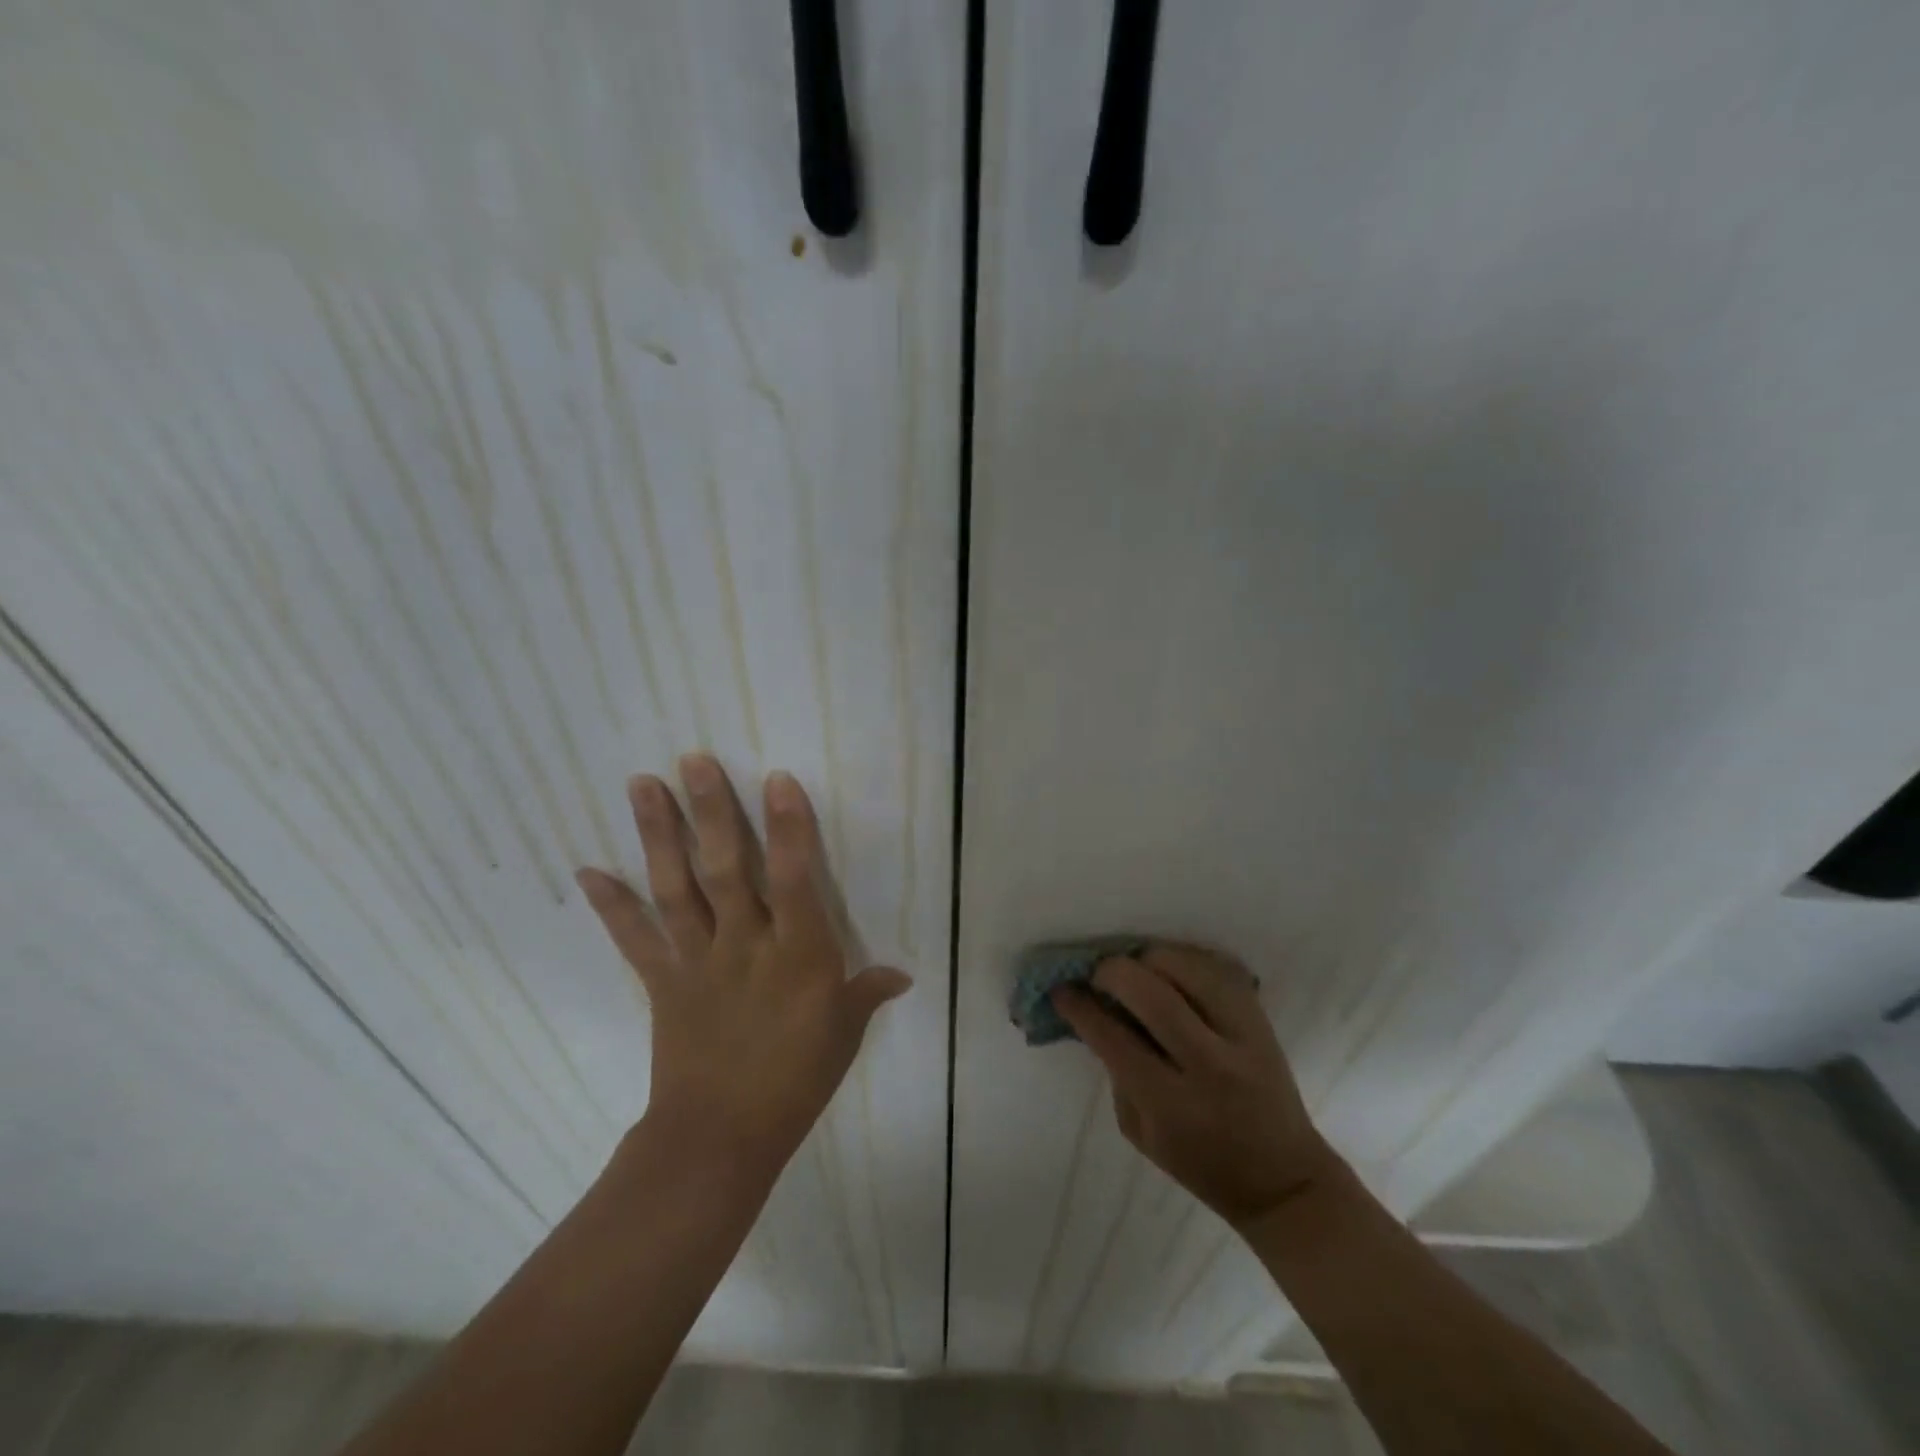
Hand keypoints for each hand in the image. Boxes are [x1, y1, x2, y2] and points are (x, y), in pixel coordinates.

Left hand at [577, 755, 910, 1176]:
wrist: (721, 1137)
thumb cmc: (796, 1080)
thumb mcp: (843, 1033)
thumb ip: (868, 993)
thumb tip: (902, 974)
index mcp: (799, 954)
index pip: (796, 878)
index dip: (789, 827)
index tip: (776, 779)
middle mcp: (746, 944)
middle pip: (727, 868)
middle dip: (712, 811)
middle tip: (693, 759)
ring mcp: (699, 959)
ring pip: (677, 887)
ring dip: (659, 835)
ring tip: (642, 784)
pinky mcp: (663, 981)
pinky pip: (635, 938)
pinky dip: (611, 905)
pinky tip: (587, 870)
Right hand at [1053, 944, 1339, 1228]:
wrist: (1283, 1178)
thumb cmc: (1201, 1163)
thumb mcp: (1141, 1132)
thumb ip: (1116, 1070)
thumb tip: (1095, 1012)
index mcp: (1173, 1105)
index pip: (1114, 1038)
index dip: (1080, 1007)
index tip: (1061, 990)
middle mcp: (1211, 1064)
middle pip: (1151, 992)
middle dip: (1112, 971)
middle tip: (1097, 976)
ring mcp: (1243, 1035)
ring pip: (1185, 966)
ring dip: (1148, 960)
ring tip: (1136, 973)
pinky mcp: (1260, 1016)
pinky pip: (1214, 966)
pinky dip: (1182, 960)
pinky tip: (1168, 973)